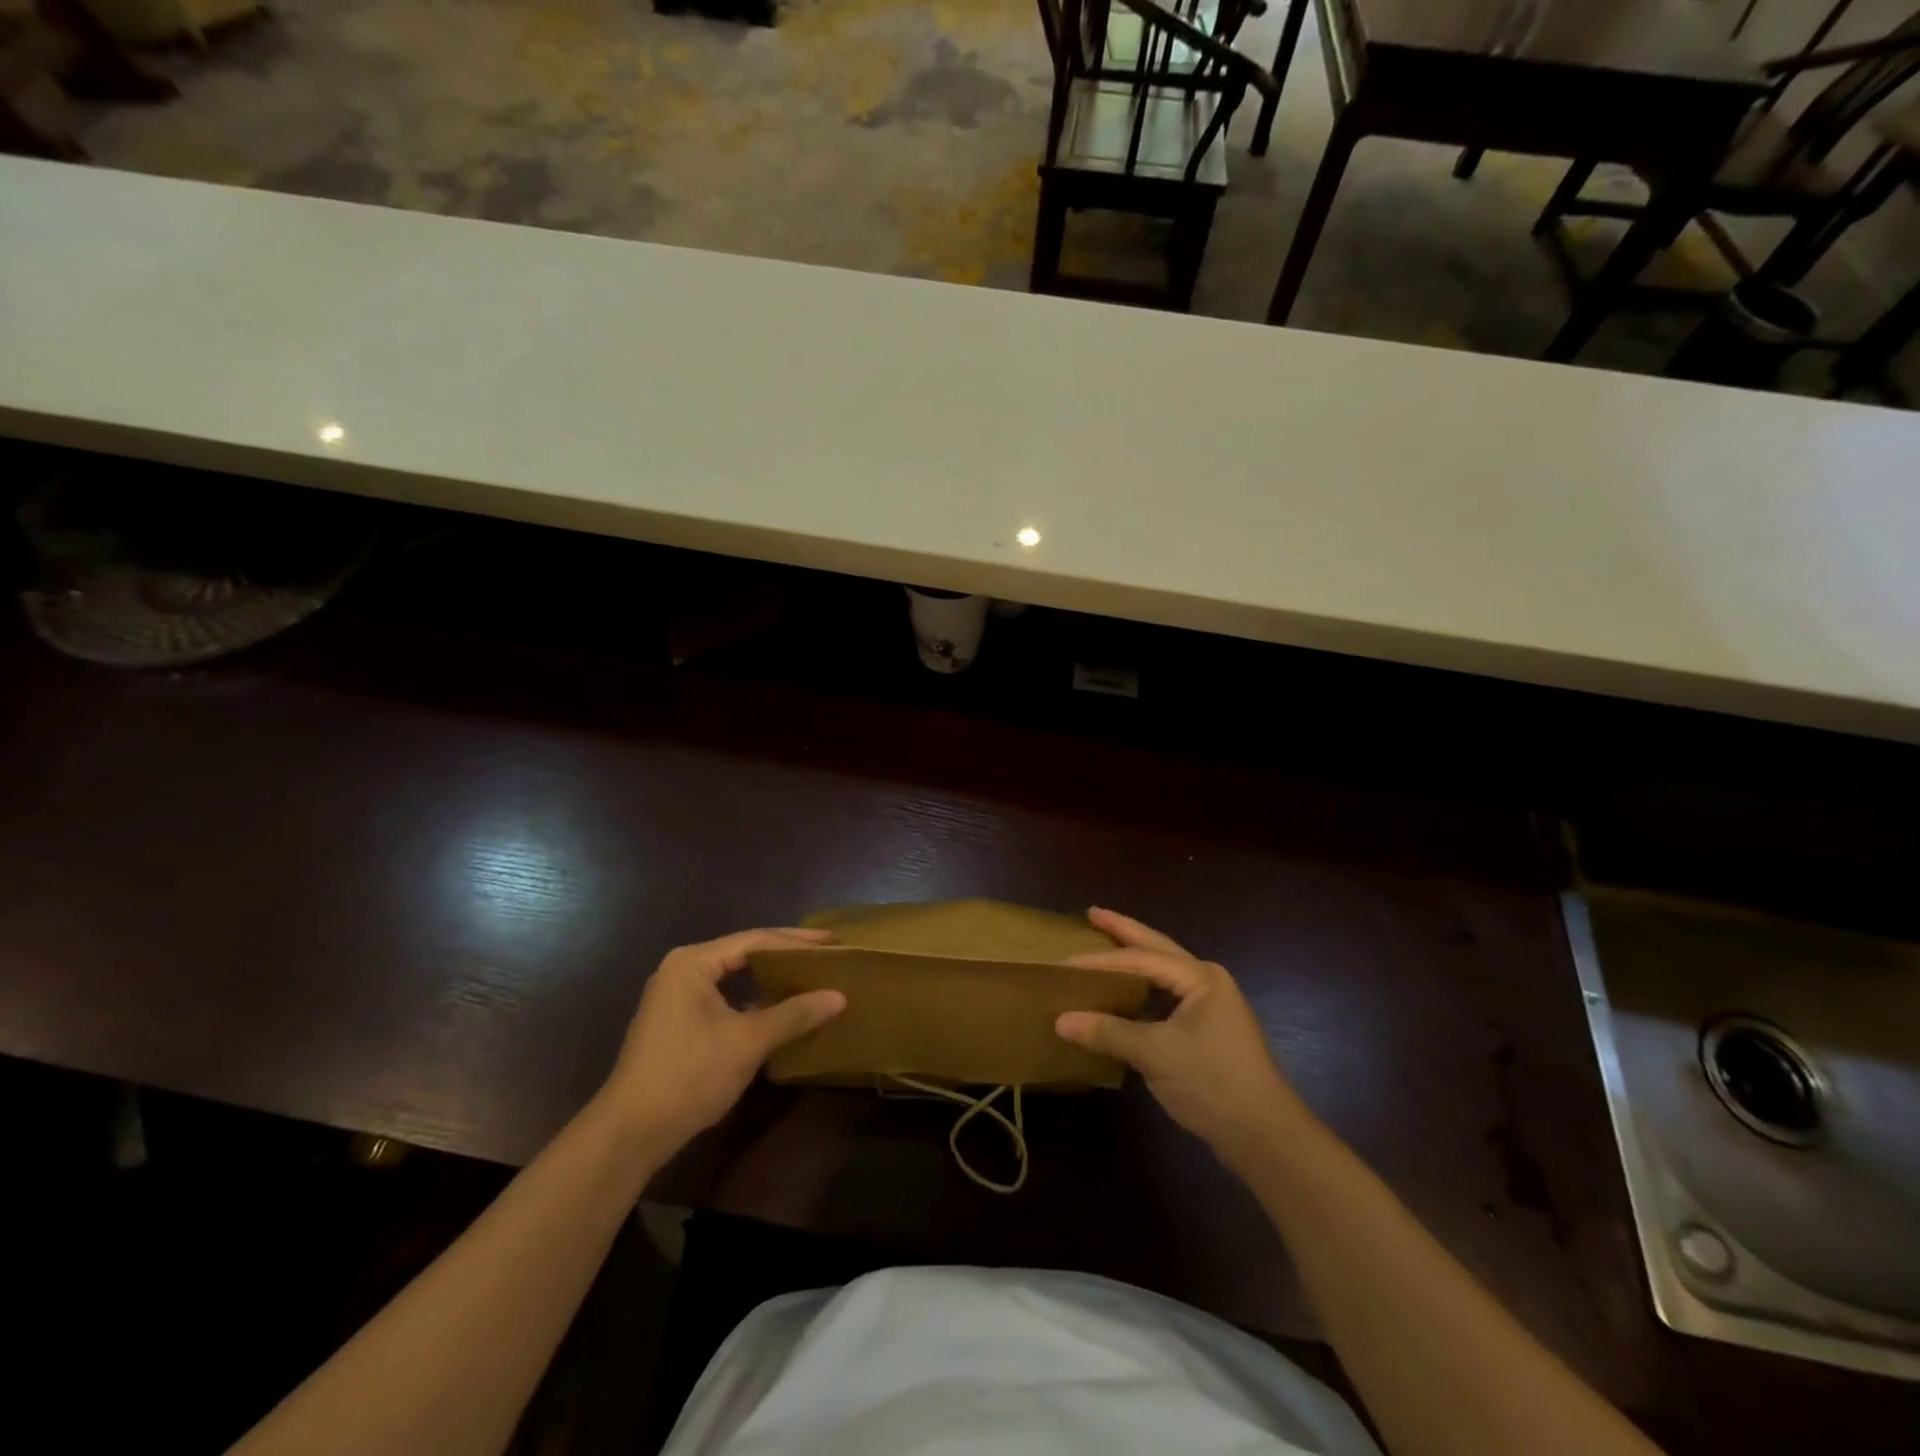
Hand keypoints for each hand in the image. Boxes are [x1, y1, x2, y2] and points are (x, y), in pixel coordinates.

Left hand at [598, 928, 846, 1152]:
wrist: (630, 1134)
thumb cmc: (689, 1076)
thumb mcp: (748, 1042)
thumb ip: (794, 1014)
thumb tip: (839, 997)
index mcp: (693, 962)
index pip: (755, 940)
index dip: (797, 941)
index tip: (833, 941)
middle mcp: (682, 970)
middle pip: (744, 953)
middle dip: (786, 955)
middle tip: (826, 956)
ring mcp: (677, 996)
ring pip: (735, 976)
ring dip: (770, 978)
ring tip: (810, 977)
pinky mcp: (678, 1021)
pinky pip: (725, 997)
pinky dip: (754, 999)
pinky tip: (780, 1009)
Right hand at [1056, 908, 1313, 1170]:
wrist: (1265, 1137)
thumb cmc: (1212, 1083)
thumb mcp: (1155, 1054)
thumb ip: (1108, 1032)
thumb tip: (1060, 1021)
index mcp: (1200, 978)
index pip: (1140, 958)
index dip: (1100, 960)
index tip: (1063, 962)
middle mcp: (1207, 983)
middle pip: (1157, 950)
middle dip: (1125, 932)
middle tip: (1093, 913)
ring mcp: (1211, 1007)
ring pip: (1164, 973)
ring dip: (1135, 960)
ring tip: (1106, 944)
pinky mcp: (1209, 1032)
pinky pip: (1167, 998)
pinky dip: (1143, 991)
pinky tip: (1126, 994)